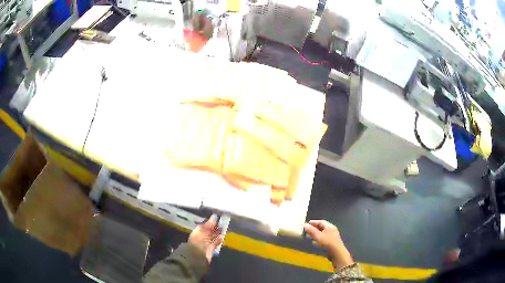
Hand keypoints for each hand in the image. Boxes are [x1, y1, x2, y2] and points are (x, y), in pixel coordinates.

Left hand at [189, 215, 223, 263]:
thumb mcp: (203, 230)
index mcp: (198, 230)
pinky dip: (218, 241)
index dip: (212, 222)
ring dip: (218, 233)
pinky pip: (215, 243)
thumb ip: (210, 223)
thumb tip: (215, 216)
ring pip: (213, 236)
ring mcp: (206, 242)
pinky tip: (222, 238)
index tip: (219, 218)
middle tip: (224, 224)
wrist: (197, 254)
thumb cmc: (198, 240)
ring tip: (225, 230)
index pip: (206, 224)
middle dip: (216, 227)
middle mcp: (202, 236)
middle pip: (210, 230)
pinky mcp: (211, 248)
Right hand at [304, 220, 353, 269]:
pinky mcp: (332, 243)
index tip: (307, 223)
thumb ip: (311, 230)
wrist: (336, 253)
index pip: (321, 222)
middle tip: (307, 230)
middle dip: (314, 228)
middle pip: (322, 227)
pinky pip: (324, 238)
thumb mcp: (318, 236)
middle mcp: (332, 230)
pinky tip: (314, 242)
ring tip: (309, 236)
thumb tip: (305, 225)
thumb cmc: (327, 243)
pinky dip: (318, 239)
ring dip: (315, 234)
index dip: (314, 222)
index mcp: (330, 227)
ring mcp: (332, 237)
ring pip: (323, 233)